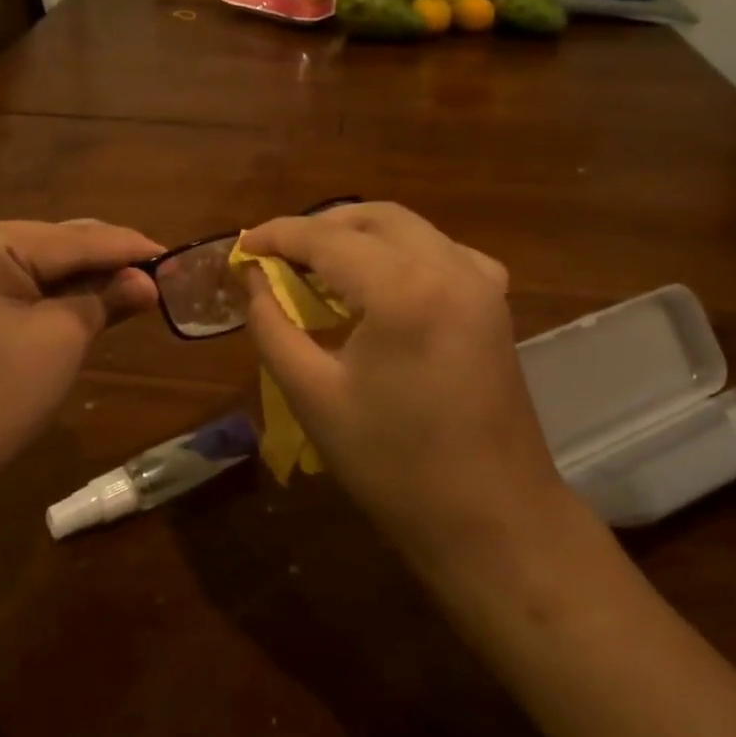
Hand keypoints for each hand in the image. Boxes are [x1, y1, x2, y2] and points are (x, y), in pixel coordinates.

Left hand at [0, 216, 160, 524]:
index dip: (124, 247)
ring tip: (126, 284)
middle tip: (154, 272)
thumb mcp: (62, 339)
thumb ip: (108, 298)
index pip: (66, 238)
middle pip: (44, 244)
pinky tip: (79, 297)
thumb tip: (148, 281)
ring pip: (25, 261)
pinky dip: (41, 291)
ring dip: (73, 277)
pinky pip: (2, 280)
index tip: (171, 253)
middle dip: (99, 262)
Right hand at [240, 202, 585, 601]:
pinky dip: (398, 252)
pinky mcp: (494, 303)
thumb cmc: (394, 465)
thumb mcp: (313, 395)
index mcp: (404, 289)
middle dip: (319, 228)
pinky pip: (439, 251)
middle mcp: (449, 267)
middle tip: (277, 257)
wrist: (492, 519)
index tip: (241, 247)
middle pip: (372, 218)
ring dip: (358, 235)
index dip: (277, 236)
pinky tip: (377, 286)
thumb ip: (273, 326)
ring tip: (316, 268)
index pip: (326, 238)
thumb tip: (254, 281)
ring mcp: (481, 282)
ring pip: (408, 228)